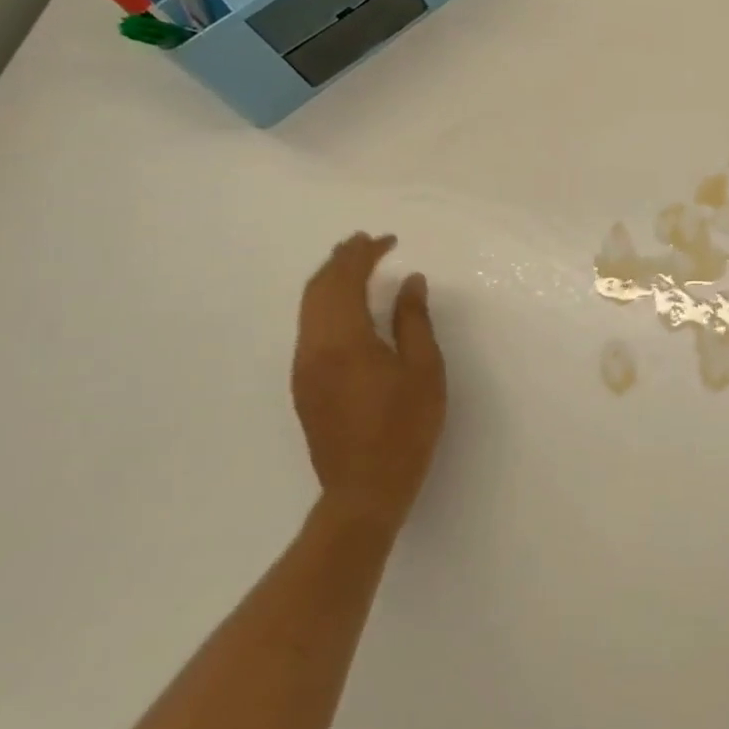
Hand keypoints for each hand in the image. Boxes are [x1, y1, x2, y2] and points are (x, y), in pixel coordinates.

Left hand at [291, 233, 446, 534]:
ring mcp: (304, 367)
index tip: (388, 240)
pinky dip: (326, 304)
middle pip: (317, 289)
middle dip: (341, 260)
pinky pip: (309, 328)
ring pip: (308, 308)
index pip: (344, 281)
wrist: (365, 488)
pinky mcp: (305, 384)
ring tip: (356, 264)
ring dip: (330, 281)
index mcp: (343, 340)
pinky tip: (348, 306)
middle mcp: (313, 348)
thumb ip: (413, 320)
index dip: (364, 254)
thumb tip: (409, 282)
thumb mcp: (424, 369)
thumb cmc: (405, 427)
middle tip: (367, 242)